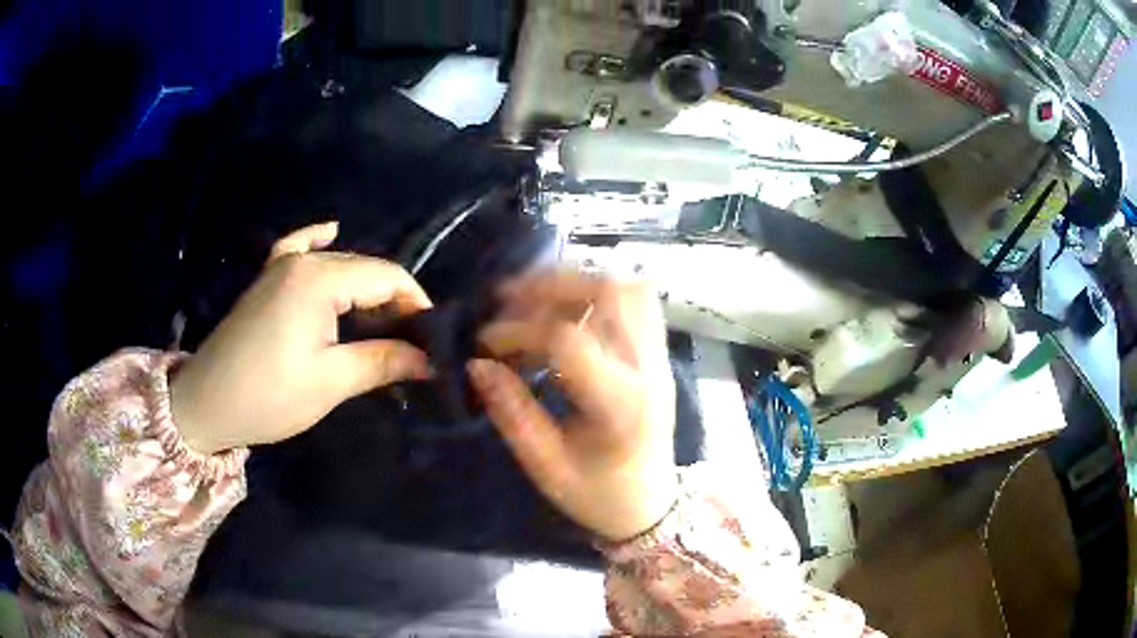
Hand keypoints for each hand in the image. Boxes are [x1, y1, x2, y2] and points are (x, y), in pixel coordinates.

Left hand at [170, 223, 432, 454]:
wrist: (206, 403)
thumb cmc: (268, 396)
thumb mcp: (331, 382)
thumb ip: (384, 362)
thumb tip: (431, 359)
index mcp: (319, 279)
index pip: (387, 277)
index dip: (417, 305)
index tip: (434, 340)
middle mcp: (302, 261)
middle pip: (365, 269)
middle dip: (394, 303)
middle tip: (413, 344)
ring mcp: (280, 267)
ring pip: (339, 265)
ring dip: (366, 290)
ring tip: (384, 326)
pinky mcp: (266, 281)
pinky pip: (297, 248)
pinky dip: (318, 241)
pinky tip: (331, 231)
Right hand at [470, 271, 677, 541]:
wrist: (652, 505)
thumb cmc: (598, 495)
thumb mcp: (545, 466)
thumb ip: (511, 412)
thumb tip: (477, 364)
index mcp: (620, 405)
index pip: (568, 340)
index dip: (517, 332)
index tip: (484, 345)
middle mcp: (648, 369)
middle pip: (610, 292)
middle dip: (551, 284)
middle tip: (508, 299)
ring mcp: (660, 357)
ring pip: (629, 286)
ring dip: (577, 281)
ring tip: (535, 299)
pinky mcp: (659, 354)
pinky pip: (637, 300)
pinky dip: (598, 291)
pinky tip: (566, 309)